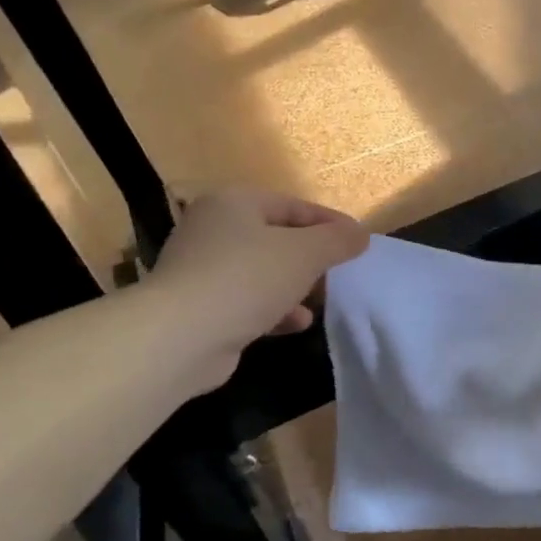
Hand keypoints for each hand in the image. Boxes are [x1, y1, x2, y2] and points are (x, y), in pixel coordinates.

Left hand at [144, 189, 368, 383]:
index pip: (293, 205)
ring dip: (295, 286)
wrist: (180, 337)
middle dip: (312, 258)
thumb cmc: (247, 279)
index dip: (330, 223)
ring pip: (262, 271)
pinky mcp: (200, 306)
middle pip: (277, 238)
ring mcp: (202, 269)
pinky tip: (297, 323)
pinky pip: (247, 300)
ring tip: (322, 300)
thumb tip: (360, 234)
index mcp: (234, 203)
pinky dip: (274, 309)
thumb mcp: (305, 253)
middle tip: (340, 274)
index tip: (358, 243)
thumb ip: (337, 240)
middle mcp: (213, 229)